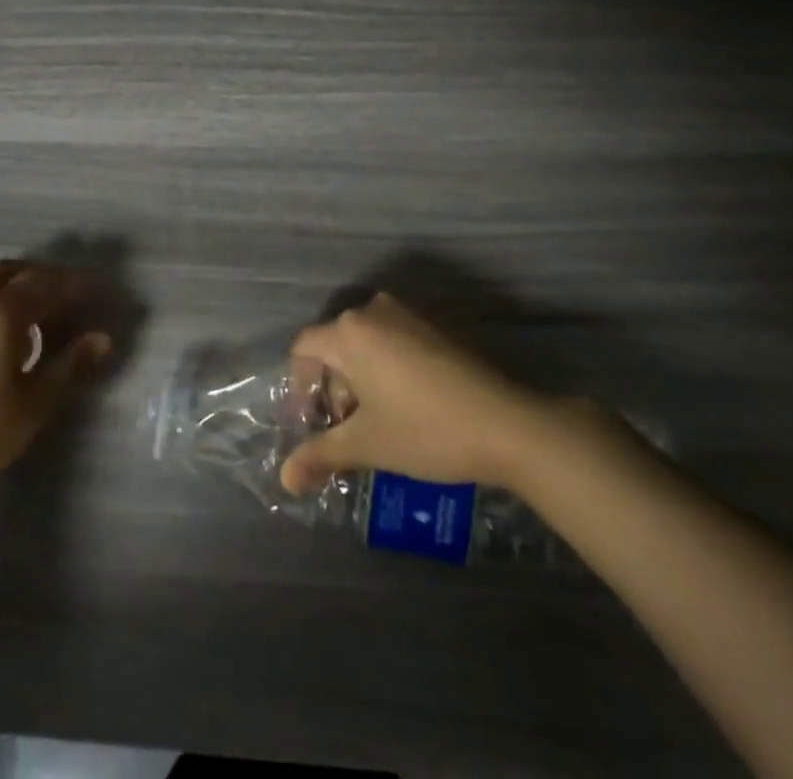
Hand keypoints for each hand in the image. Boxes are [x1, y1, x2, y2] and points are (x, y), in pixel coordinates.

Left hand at [0, 260, 112, 507]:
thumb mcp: (34, 404)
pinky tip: (0, 334)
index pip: (47, 283)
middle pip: (14, 271)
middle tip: (69, 299)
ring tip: (37, 316)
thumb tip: (103, 338)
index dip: (76, 285)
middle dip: (44, 278)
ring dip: (15, 286)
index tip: (99, 290)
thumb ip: (70, 365)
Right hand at [281, 292, 552, 495]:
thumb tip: (285, 480)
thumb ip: (321, 455)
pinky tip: (406, 406)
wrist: (507, 424)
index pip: (303, 348)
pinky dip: (386, 368)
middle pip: (334, 345)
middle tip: (344, 430)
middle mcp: (373, 311)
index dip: (299, 387)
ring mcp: (408, 315)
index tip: (312, 424)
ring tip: (375, 422)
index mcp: (349, 331)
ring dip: (359, 380)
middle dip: (332, 388)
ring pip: (365, 344)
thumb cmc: (425, 430)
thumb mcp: (367, 445)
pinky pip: (393, 341)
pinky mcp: (435, 326)